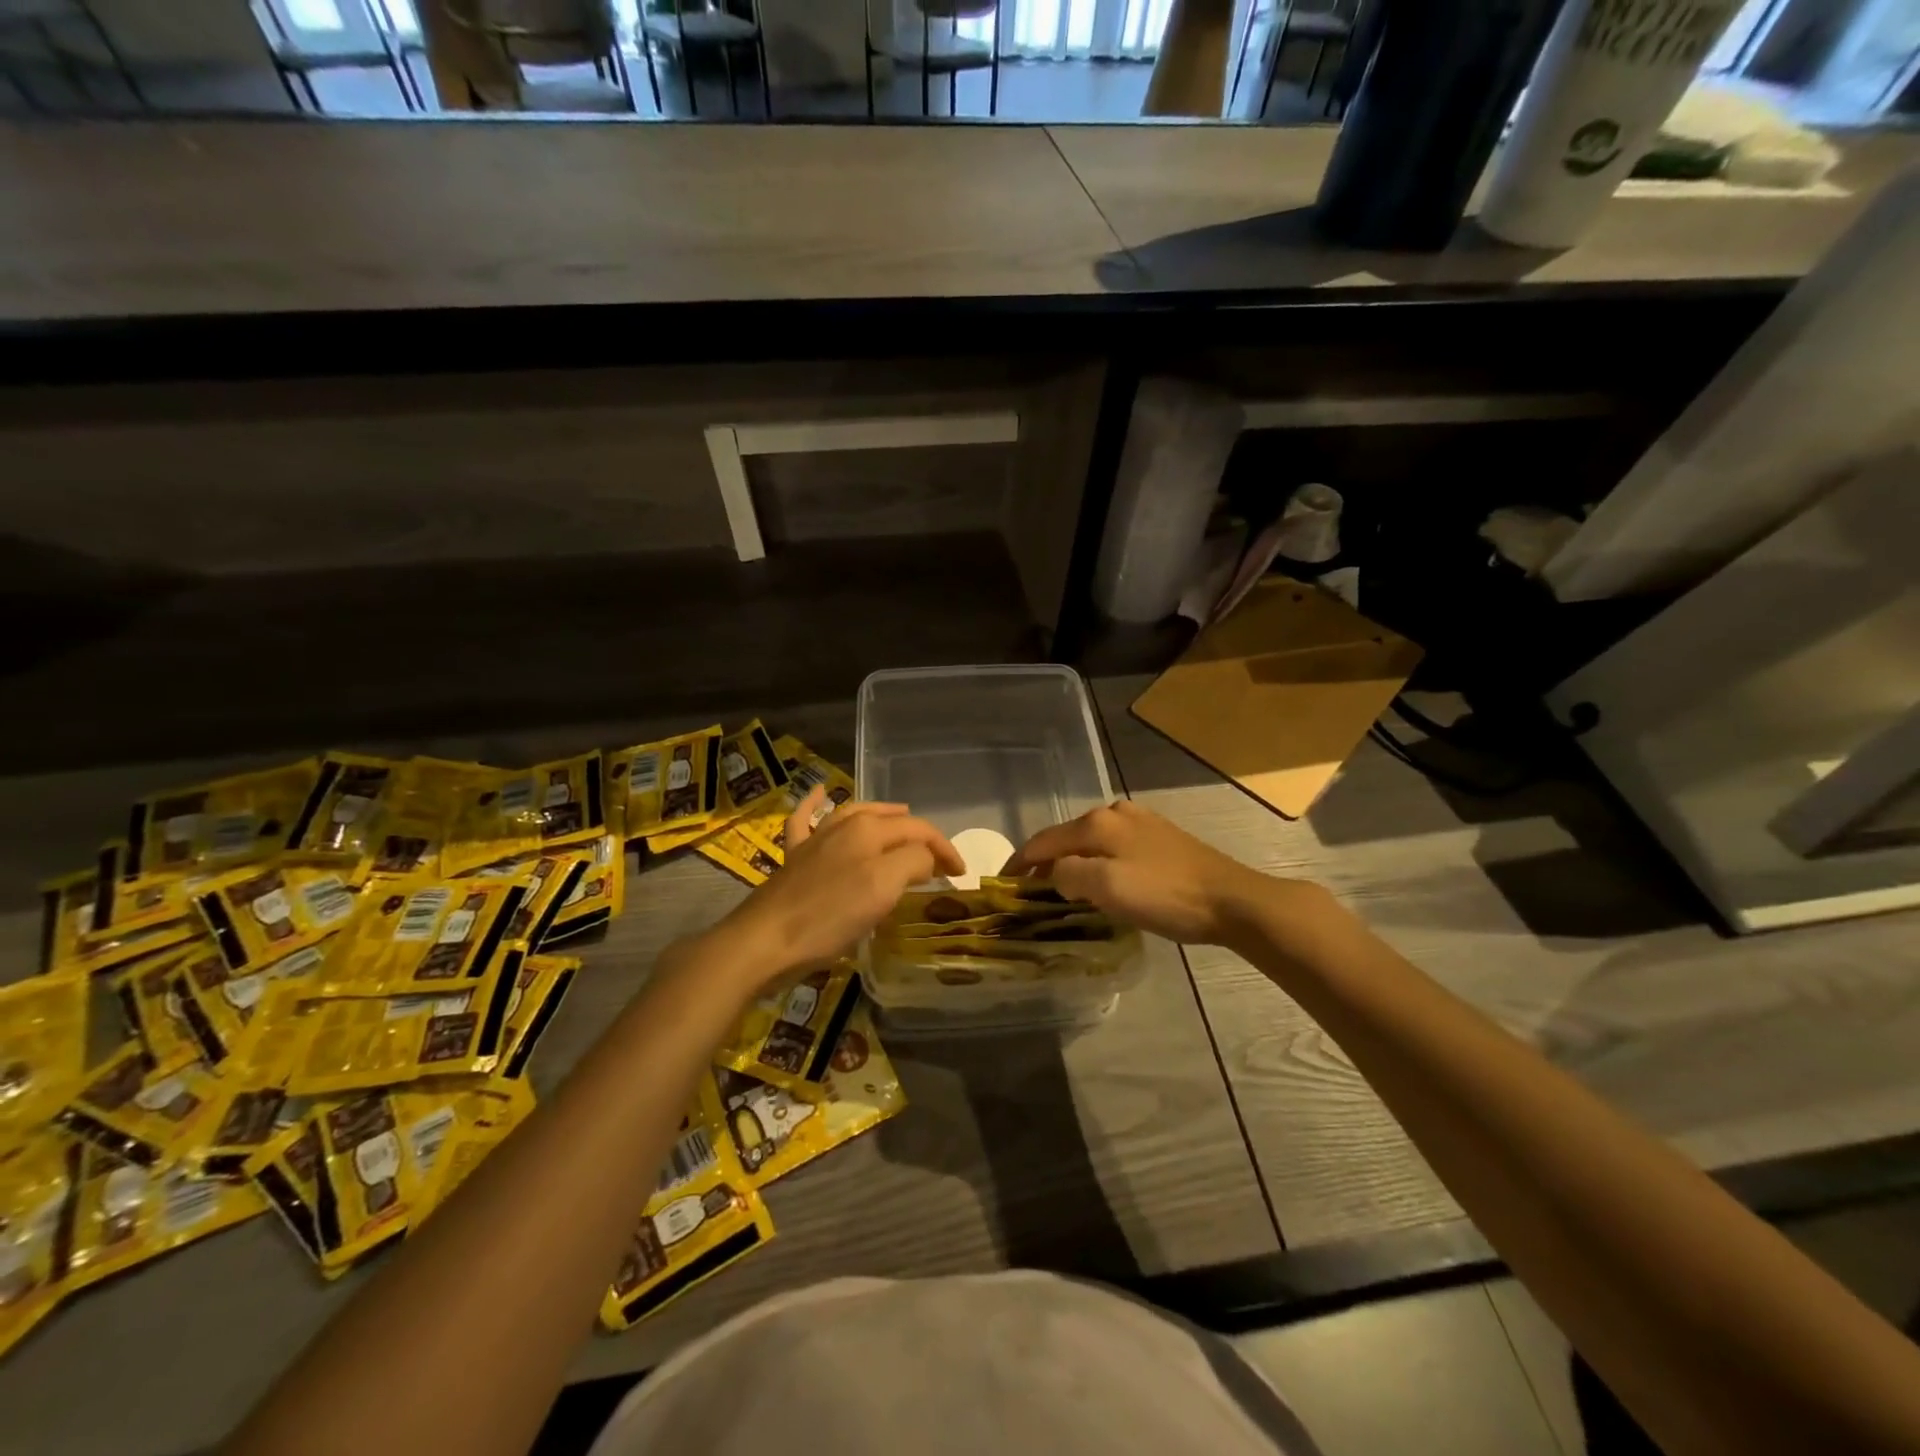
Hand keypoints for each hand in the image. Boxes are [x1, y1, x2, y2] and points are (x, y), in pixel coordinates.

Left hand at [716, 787, 963, 986]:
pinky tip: (819, 794)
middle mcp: (842, 826)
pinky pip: (805, 820)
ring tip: (900, 813)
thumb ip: (913, 861)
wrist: (764, 941)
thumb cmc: (829, 916)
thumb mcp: (884, 887)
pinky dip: (813, 805)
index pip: (919, 830)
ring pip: (853, 814)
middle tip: (939, 857)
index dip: (945, 849)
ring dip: (881, 813)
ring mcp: (815, 840)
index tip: (961, 876)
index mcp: (868, 829)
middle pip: (890, 821)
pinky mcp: (794, 859)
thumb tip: (925, 858)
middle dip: (919, 834)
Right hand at [1004, 799, 1321, 945]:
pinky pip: (1114, 847)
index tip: (1002, 884)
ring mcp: (1141, 822)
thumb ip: (1069, 875)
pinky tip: (1103, 880)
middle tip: (1031, 891)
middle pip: (1067, 838)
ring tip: (1063, 888)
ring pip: (1091, 841)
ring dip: (1072, 862)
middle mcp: (1115, 813)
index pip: (1044, 841)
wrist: (1231, 900)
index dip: (1019, 862)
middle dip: (1045, 862)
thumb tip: (1055, 874)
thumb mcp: (1107, 889)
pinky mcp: (1161, 837)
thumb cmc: (1165, 896)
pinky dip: (1097, 862)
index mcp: (1097, 823)